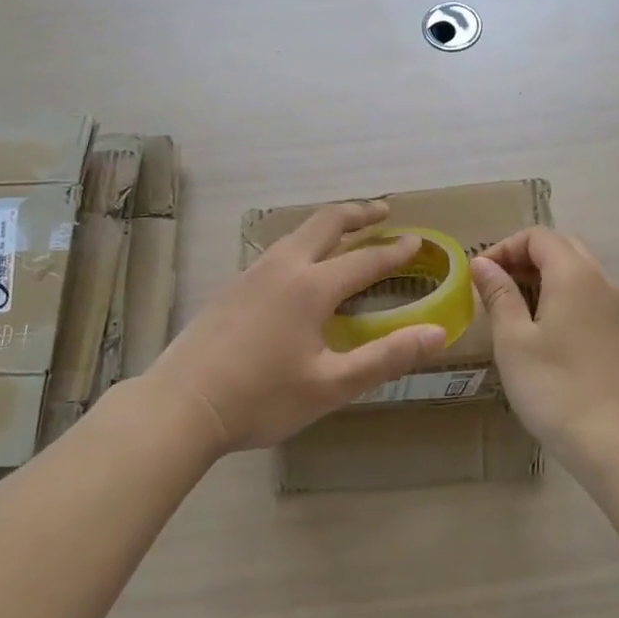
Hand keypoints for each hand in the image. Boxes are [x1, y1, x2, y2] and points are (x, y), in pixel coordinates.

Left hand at [146, 201, 446, 452]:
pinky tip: (300, 268)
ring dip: (328, 226)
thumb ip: (386, 358)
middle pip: (326, 223)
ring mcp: (251, 273)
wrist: (180, 406)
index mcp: (311, 287)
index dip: (394, 251)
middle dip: (359, 212)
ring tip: (346, 232)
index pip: (365, 259)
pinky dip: (304, 244)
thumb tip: (438, 333)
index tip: (417, 240)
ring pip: (297, 233)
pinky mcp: (231, 287)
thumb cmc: (261, 399)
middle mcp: (283, 267)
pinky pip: (278, 250)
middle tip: (383, 211)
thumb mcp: (331, 386)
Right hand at [471, 228, 618, 451]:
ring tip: (512, 308)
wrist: (615, 439)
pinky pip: (588, 295)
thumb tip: (483, 264)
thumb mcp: (513, 340)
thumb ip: (499, 294)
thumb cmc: (555, 386)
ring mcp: (616, 307)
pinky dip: (561, 296)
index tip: (478, 275)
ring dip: (543, 277)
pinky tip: (541, 329)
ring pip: (577, 272)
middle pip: (561, 247)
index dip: (504, 248)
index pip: (538, 237)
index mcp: (575, 274)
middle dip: (524, 258)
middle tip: (494, 286)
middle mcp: (602, 280)